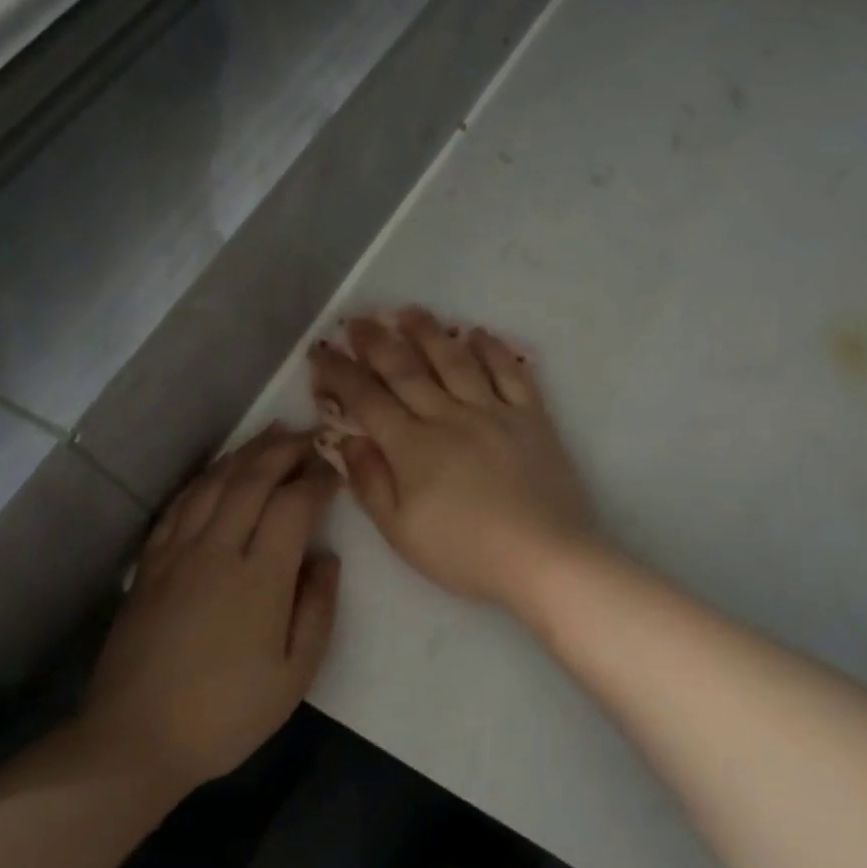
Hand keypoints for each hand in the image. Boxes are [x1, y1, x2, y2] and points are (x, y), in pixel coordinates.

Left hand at [80, 427, 339, 798]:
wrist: (132, 742)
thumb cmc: (225, 714)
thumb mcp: (294, 676)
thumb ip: (318, 609)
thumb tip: (326, 557)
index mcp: (259, 578)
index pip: (293, 504)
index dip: (318, 479)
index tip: (336, 469)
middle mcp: (217, 551)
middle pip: (253, 478)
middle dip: (285, 449)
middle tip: (310, 434)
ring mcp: (178, 554)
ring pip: (214, 483)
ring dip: (246, 452)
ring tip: (271, 433)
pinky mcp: (150, 564)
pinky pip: (180, 504)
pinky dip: (206, 477)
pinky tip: (220, 470)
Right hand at [307, 308, 597, 607]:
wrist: (545, 556)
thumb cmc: (467, 553)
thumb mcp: (402, 533)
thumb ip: (371, 483)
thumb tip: (349, 440)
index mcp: (414, 447)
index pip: (368, 399)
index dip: (341, 374)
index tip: (321, 352)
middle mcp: (450, 416)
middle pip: (407, 370)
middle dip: (377, 342)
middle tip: (358, 320)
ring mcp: (494, 411)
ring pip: (455, 360)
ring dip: (429, 333)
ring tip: (410, 311)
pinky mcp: (531, 416)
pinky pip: (510, 372)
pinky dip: (493, 349)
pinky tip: (478, 334)